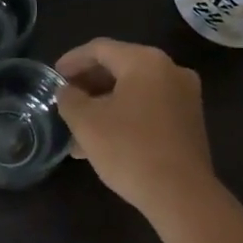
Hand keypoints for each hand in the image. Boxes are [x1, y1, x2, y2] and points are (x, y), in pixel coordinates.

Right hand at [55, 39, 214, 215]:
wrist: (181, 194)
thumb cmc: (129, 149)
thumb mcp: (86, 123)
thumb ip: (70, 99)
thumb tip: (67, 91)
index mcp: (146, 61)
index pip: (100, 49)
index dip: (72, 60)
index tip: (53, 77)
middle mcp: (170, 70)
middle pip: (120, 67)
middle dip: (88, 84)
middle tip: (64, 100)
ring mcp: (184, 96)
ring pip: (134, 91)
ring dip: (104, 104)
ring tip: (77, 128)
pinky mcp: (189, 121)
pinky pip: (149, 108)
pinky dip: (124, 116)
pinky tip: (103, 140)